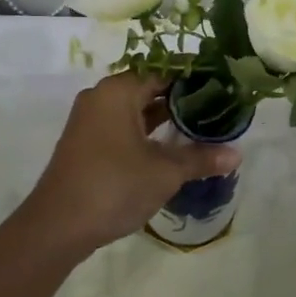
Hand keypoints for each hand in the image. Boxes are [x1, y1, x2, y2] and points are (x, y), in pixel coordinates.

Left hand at [19, 74, 241, 256]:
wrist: (57, 226)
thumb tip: (237, 154)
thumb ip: (200, 158)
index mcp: (118, 91)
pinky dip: (146, 130)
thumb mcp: (164, 172)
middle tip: (218, 105)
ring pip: (135, 108)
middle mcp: (101, 97)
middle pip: (148, 87)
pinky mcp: (87, 142)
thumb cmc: (114, 186)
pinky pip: (123, 125)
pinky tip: (171, 145)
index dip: (194, 76)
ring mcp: (90, 120)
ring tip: (201, 124)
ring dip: (164, 116)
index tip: (222, 83)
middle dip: (182, 97)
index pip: (163, 70)